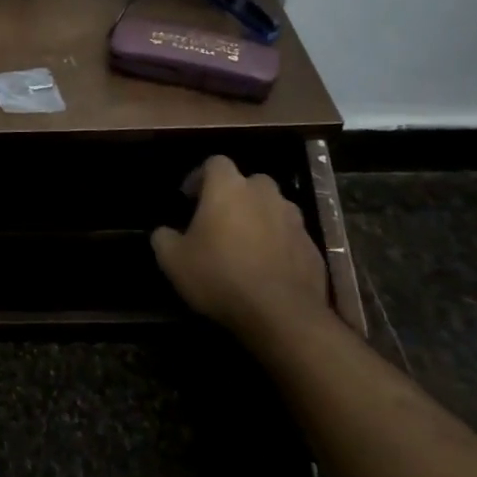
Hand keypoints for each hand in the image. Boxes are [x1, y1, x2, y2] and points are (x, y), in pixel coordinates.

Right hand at [151, 157, 329, 341]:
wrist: (281, 314)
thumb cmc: (219, 276)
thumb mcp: (172, 260)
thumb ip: (163, 237)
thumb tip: (165, 232)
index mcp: (228, 188)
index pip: (215, 162)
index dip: (200, 176)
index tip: (189, 198)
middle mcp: (264, 195)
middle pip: (249, 182)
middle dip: (234, 195)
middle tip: (218, 219)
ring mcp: (294, 220)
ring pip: (273, 207)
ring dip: (258, 218)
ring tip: (244, 244)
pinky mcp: (313, 247)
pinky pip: (290, 235)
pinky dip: (278, 243)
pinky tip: (266, 268)